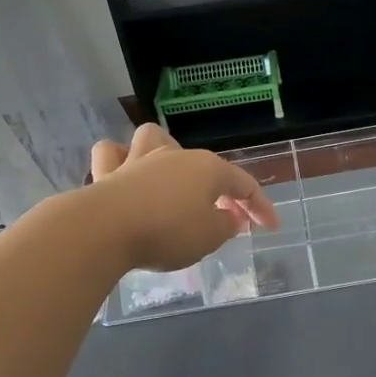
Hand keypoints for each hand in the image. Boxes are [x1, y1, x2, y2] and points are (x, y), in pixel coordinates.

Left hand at [86, 124, 278, 271]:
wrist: (105, 229)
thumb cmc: (167, 232)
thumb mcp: (209, 237)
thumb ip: (225, 226)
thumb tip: (229, 217)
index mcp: (208, 169)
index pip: (244, 184)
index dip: (260, 206)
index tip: (270, 227)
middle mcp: (175, 157)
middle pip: (205, 165)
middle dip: (218, 188)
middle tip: (224, 216)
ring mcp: (138, 160)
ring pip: (154, 139)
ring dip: (165, 153)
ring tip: (171, 177)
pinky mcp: (107, 173)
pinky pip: (112, 154)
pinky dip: (119, 160)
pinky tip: (124, 173)